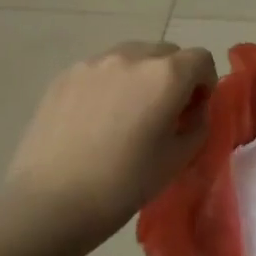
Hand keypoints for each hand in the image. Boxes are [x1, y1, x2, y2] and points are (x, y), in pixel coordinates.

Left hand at [3, 41, 217, 255]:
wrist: (50, 203)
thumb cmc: (123, 184)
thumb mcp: (177, 159)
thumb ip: (197, 125)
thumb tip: (192, 110)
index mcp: (166, 76)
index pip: (201, 59)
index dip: (205, 83)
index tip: (193, 112)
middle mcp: (131, 57)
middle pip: (166, 53)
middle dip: (174, 77)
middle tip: (163, 114)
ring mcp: (93, 63)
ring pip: (132, 56)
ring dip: (141, 76)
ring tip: (126, 114)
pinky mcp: (65, 75)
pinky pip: (101, 69)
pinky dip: (110, 84)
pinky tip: (96, 120)